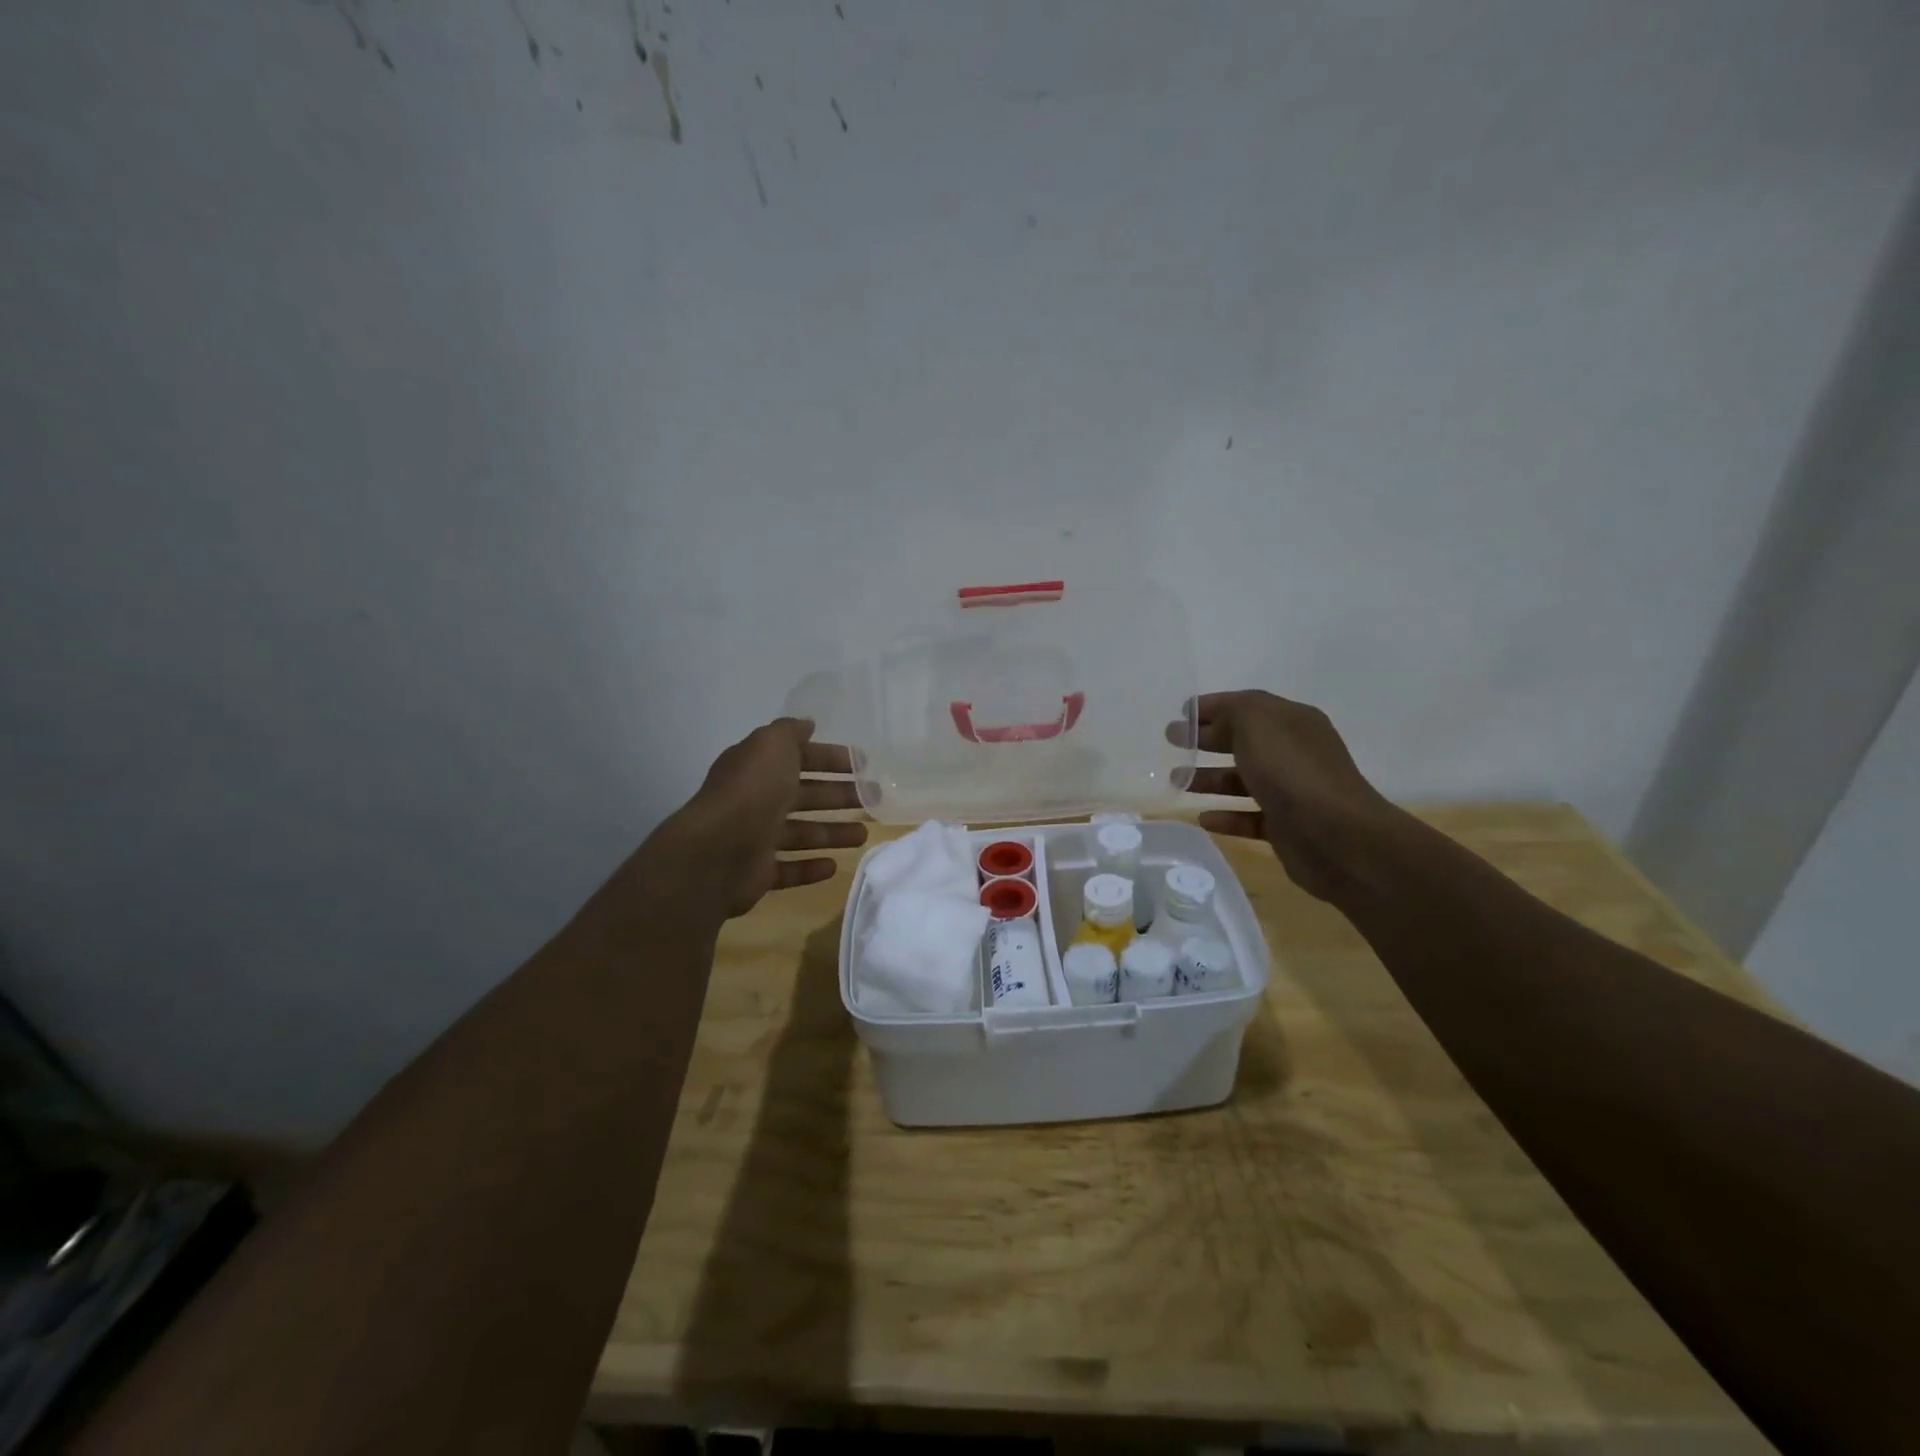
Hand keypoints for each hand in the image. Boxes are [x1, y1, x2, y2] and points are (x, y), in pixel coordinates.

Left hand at [646, 717, 867, 919]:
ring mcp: (756, 838)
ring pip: (802, 833)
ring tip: (863, 835)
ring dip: (832, 832)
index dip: (832, 759)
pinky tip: (834, 866)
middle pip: (806, 796)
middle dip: (839, 796)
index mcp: (760, 768)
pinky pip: (789, 869)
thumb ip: (790, 732)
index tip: (864, 765)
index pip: (801, 759)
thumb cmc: (752, 791)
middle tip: (875, 801)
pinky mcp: (758, 873)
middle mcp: (757, 800)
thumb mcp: (772, 745)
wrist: (717, 850)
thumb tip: (807, 724)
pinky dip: (810, 867)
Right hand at [1177, 691, 1402, 904]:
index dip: (1213, 706)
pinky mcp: (1286, 827)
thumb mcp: (1257, 724)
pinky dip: (1226, 816)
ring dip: (1210, 779)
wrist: (1337, 837)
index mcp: (1292, 722)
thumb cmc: (1292, 772)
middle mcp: (1294, 753)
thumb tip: (1214, 722)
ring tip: (1177, 781)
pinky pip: (1249, 817)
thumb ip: (1231, 712)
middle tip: (1172, 742)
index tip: (1180, 713)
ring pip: (1243, 780)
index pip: (1248, 705)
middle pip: (1243, 741)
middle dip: (1207, 740)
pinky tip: (1204, 818)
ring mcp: (1292, 791)